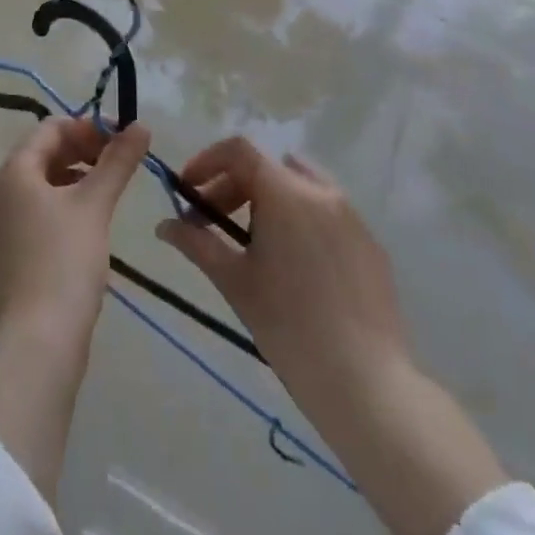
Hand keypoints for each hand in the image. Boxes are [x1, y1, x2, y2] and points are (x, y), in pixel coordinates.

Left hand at [0, 118, 149, 501]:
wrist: (38, 341)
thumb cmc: (64, 261)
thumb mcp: (95, 204)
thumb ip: (118, 161)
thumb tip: (141, 125)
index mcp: (14, 171)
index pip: (51, 128)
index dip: (88, 126)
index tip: (124, 138)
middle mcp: (1, 190)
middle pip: (45, 153)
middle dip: (85, 150)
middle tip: (122, 163)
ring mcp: (3, 222)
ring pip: (44, 183)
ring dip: (78, 177)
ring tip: (112, 190)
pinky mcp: (12, 250)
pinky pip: (40, 210)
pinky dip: (67, 204)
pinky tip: (93, 221)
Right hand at [155, 136, 409, 411]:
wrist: (366, 383)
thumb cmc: (289, 326)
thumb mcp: (234, 281)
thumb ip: (196, 244)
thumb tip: (163, 226)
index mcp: (286, 193)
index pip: (239, 150)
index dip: (206, 161)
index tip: (188, 190)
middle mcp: (322, 192)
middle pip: (266, 168)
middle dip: (230, 187)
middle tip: (208, 222)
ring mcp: (352, 217)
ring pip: (299, 186)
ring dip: (266, 199)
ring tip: (250, 240)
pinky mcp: (370, 244)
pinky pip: (326, 213)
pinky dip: (299, 219)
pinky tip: (292, 264)